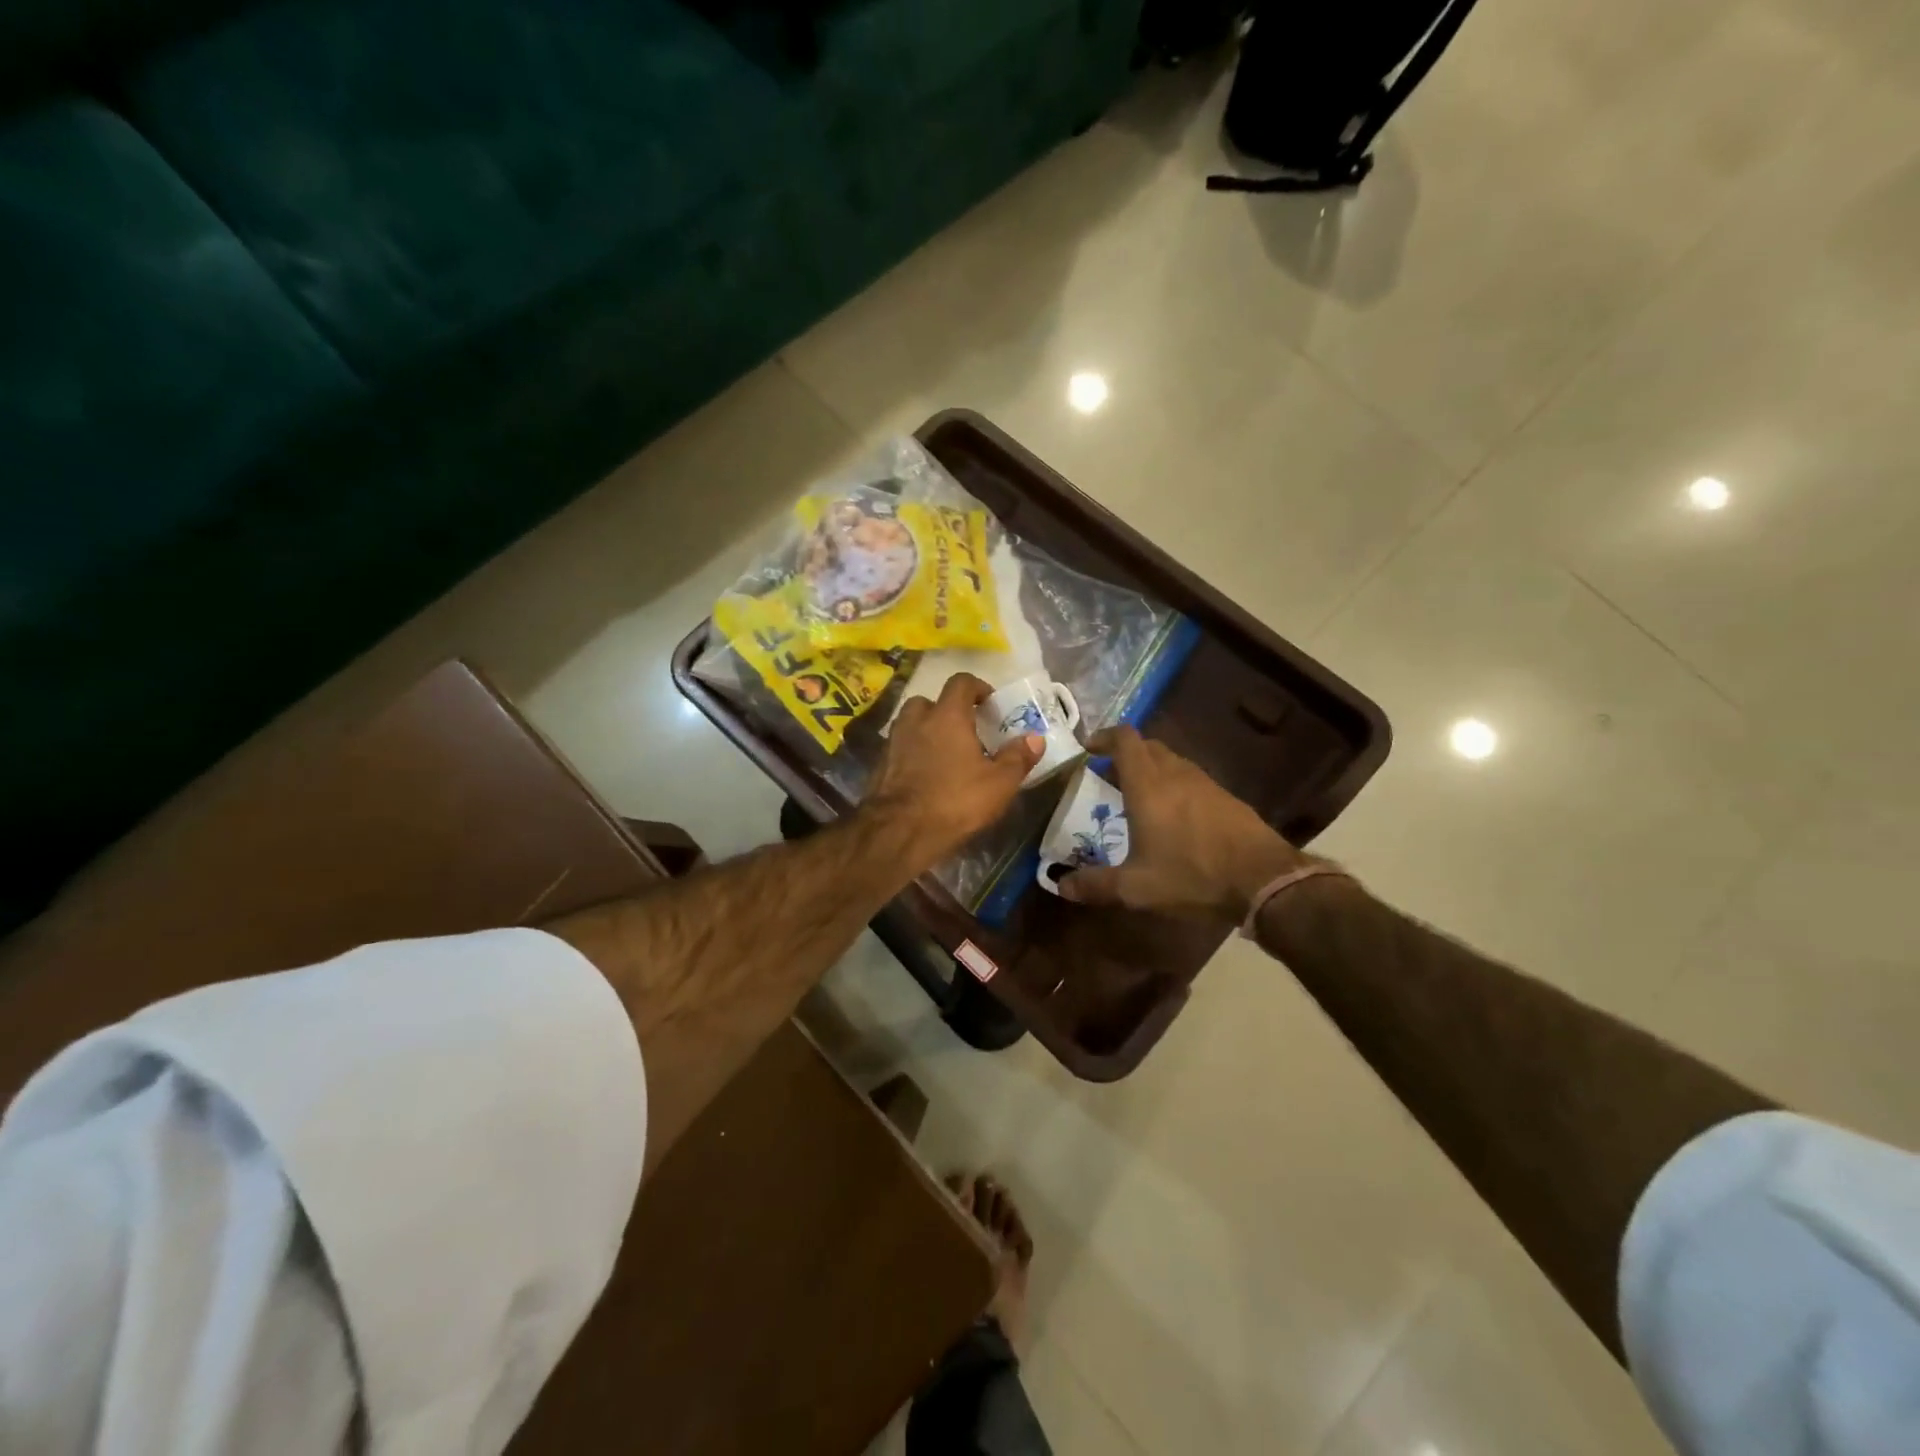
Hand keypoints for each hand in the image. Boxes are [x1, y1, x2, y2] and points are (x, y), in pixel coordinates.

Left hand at [865, 673, 1042, 869]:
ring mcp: (893, 742)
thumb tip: (1035, 738)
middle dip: (947, 710)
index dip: (977, 687)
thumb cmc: (955, 801)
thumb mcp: (999, 784)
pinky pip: (900, 749)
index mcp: (947, 716)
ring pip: (911, 724)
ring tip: (945, 754)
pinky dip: (912, 754)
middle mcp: (916, 721)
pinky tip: (926, 776)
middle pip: (929, 701)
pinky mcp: (880, 766)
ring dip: (927, 731)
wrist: (899, 831)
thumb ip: (1017, 757)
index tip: (989, 703)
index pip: (960, 682)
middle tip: (965, 731)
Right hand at [1059, 726, 1319, 922]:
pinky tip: (1174, 818)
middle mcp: (1175, 774)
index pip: (1124, 739)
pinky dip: (1174, 786)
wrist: (1263, 879)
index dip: (1104, 737)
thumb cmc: (1192, 875)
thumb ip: (1095, 885)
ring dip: (1151, 770)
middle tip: (1108, 777)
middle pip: (1148, 746)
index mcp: (1148, 784)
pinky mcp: (1226, 797)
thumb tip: (1061, 887)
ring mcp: (1205, 783)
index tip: (1089, 749)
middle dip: (1125, 755)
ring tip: (1138, 798)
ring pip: (1171, 762)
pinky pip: (1191, 780)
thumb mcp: (1136, 888)